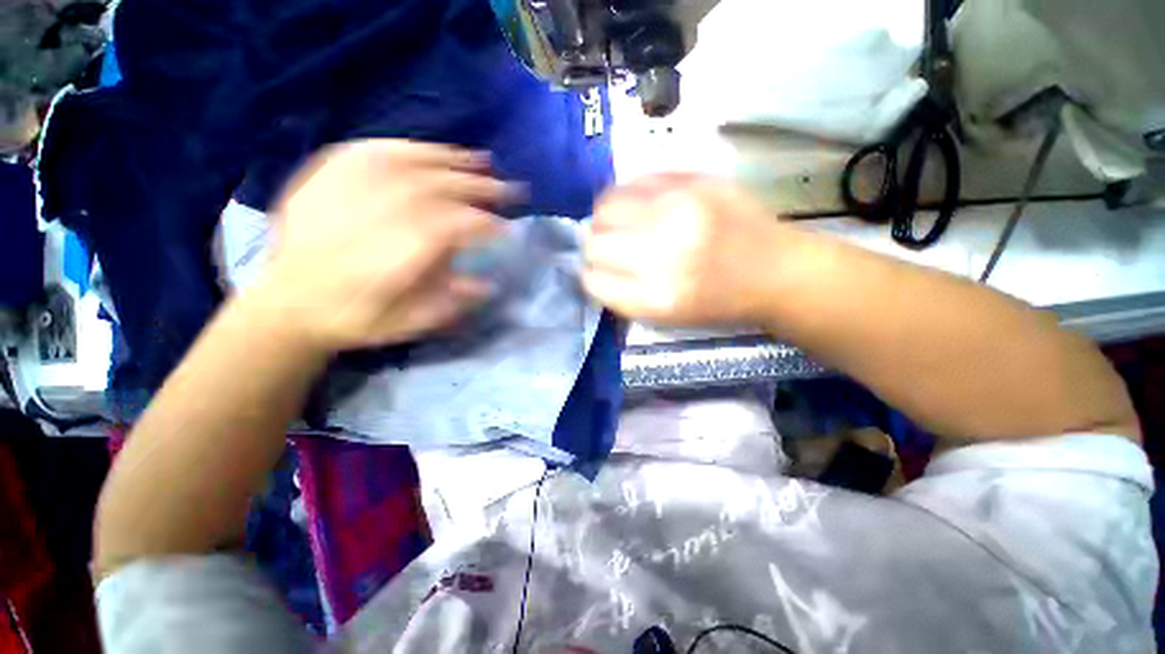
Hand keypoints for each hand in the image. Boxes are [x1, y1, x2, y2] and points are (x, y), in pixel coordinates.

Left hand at [252, 140, 516, 351]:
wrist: (287, 301)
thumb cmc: (353, 318)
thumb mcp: (404, 326)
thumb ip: (447, 305)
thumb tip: (488, 284)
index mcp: (392, 258)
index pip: (451, 228)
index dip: (484, 225)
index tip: (507, 229)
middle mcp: (372, 217)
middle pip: (435, 191)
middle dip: (478, 189)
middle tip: (508, 190)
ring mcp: (347, 191)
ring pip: (409, 165)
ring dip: (453, 162)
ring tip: (483, 161)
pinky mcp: (328, 175)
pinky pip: (376, 151)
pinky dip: (413, 148)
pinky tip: (436, 152)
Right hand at [583, 175, 794, 325]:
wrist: (777, 271)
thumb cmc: (718, 303)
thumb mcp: (666, 318)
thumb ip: (623, 295)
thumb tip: (589, 267)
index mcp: (657, 297)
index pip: (593, 281)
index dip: (591, 276)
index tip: (597, 273)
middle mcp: (663, 254)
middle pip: (595, 243)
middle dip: (594, 248)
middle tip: (608, 249)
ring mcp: (679, 210)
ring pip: (605, 208)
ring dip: (604, 220)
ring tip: (620, 225)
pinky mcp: (694, 181)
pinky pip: (634, 183)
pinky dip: (626, 197)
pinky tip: (639, 207)